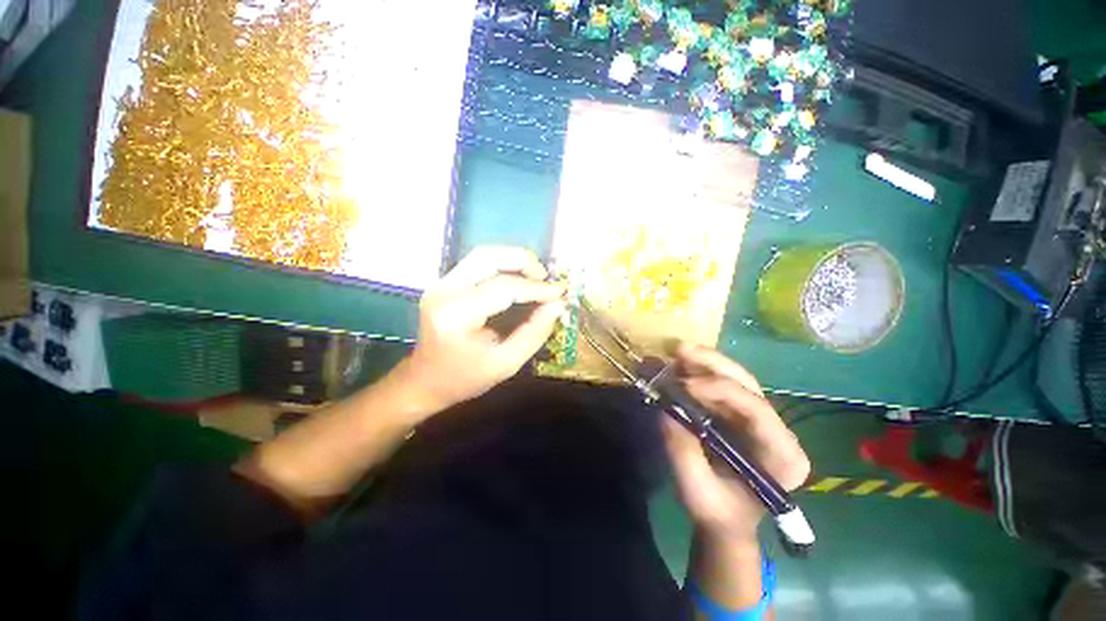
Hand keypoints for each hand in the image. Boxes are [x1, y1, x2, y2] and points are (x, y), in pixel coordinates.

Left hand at [398, 246, 565, 412]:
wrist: (425, 381)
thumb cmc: (465, 378)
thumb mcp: (506, 363)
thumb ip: (534, 332)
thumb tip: (558, 305)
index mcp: (456, 316)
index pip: (502, 289)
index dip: (535, 288)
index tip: (560, 292)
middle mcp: (443, 291)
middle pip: (488, 258)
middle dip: (523, 262)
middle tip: (546, 278)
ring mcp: (440, 284)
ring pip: (483, 255)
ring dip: (513, 260)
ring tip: (536, 276)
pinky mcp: (444, 283)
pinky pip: (478, 263)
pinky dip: (503, 265)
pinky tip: (519, 278)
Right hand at [662, 343, 809, 541]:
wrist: (724, 519)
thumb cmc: (717, 512)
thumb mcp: (697, 491)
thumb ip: (683, 451)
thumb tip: (666, 409)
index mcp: (783, 456)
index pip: (758, 410)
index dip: (722, 390)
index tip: (685, 385)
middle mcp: (777, 430)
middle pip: (748, 386)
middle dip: (713, 364)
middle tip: (680, 350)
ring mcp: (758, 419)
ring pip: (735, 379)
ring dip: (704, 363)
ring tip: (676, 352)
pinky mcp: (739, 413)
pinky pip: (720, 386)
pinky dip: (698, 373)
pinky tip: (679, 365)